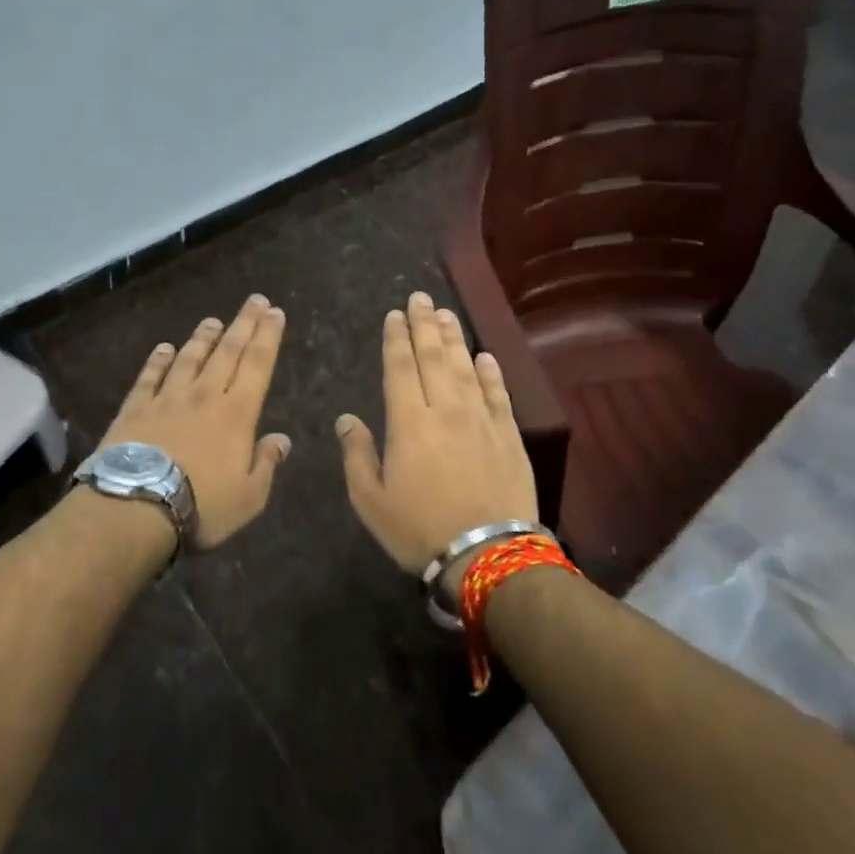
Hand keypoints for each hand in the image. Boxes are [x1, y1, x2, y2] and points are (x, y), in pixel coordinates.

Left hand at [99, 295, 290, 549]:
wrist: (135, 506)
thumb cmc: (202, 506)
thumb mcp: (249, 496)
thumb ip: (266, 463)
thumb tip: (282, 439)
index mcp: (236, 414)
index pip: (257, 365)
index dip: (268, 336)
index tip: (275, 312)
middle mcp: (204, 395)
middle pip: (227, 352)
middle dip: (244, 324)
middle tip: (255, 300)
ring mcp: (167, 398)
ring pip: (189, 358)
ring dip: (203, 338)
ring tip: (212, 320)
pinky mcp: (135, 408)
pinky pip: (150, 376)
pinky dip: (158, 360)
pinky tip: (164, 348)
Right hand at [335, 292, 538, 573]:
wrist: (488, 555)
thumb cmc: (419, 529)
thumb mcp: (371, 500)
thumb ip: (357, 455)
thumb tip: (347, 419)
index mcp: (408, 422)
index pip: (400, 368)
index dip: (396, 338)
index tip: (395, 315)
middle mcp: (445, 409)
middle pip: (433, 357)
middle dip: (424, 325)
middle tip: (420, 298)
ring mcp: (481, 420)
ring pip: (465, 367)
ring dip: (454, 338)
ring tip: (445, 314)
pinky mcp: (508, 435)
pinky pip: (498, 393)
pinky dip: (491, 372)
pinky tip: (484, 356)